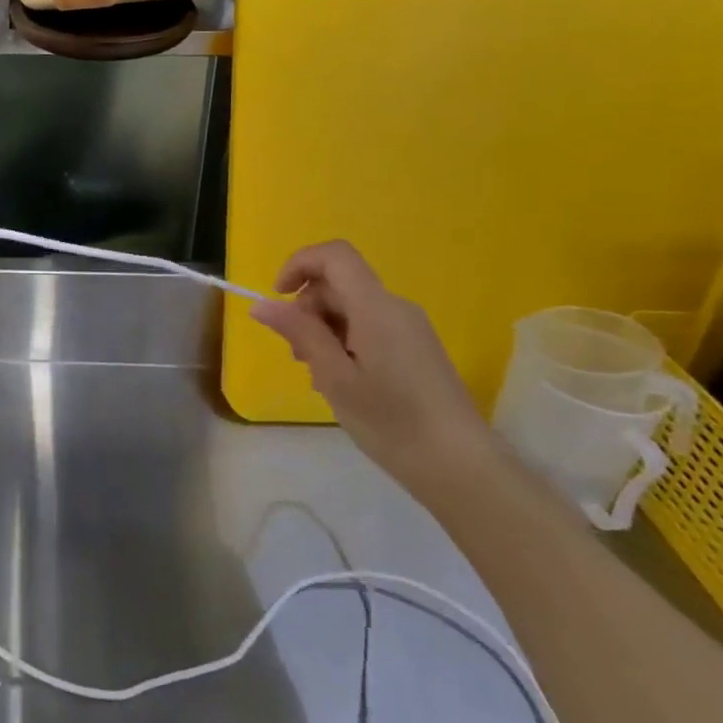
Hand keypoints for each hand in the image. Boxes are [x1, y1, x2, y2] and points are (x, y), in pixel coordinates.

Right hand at [252, 240, 496, 498]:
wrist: (460, 466)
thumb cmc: (391, 421)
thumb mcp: (335, 378)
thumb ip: (300, 334)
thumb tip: (261, 305)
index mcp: (376, 307)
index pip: (334, 256)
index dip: (299, 264)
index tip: (278, 298)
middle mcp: (395, 307)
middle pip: (339, 284)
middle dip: (308, 308)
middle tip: (299, 356)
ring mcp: (409, 327)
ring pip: (352, 308)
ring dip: (324, 329)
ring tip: (321, 376)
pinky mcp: (416, 347)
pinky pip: (369, 326)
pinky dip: (345, 342)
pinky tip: (344, 382)